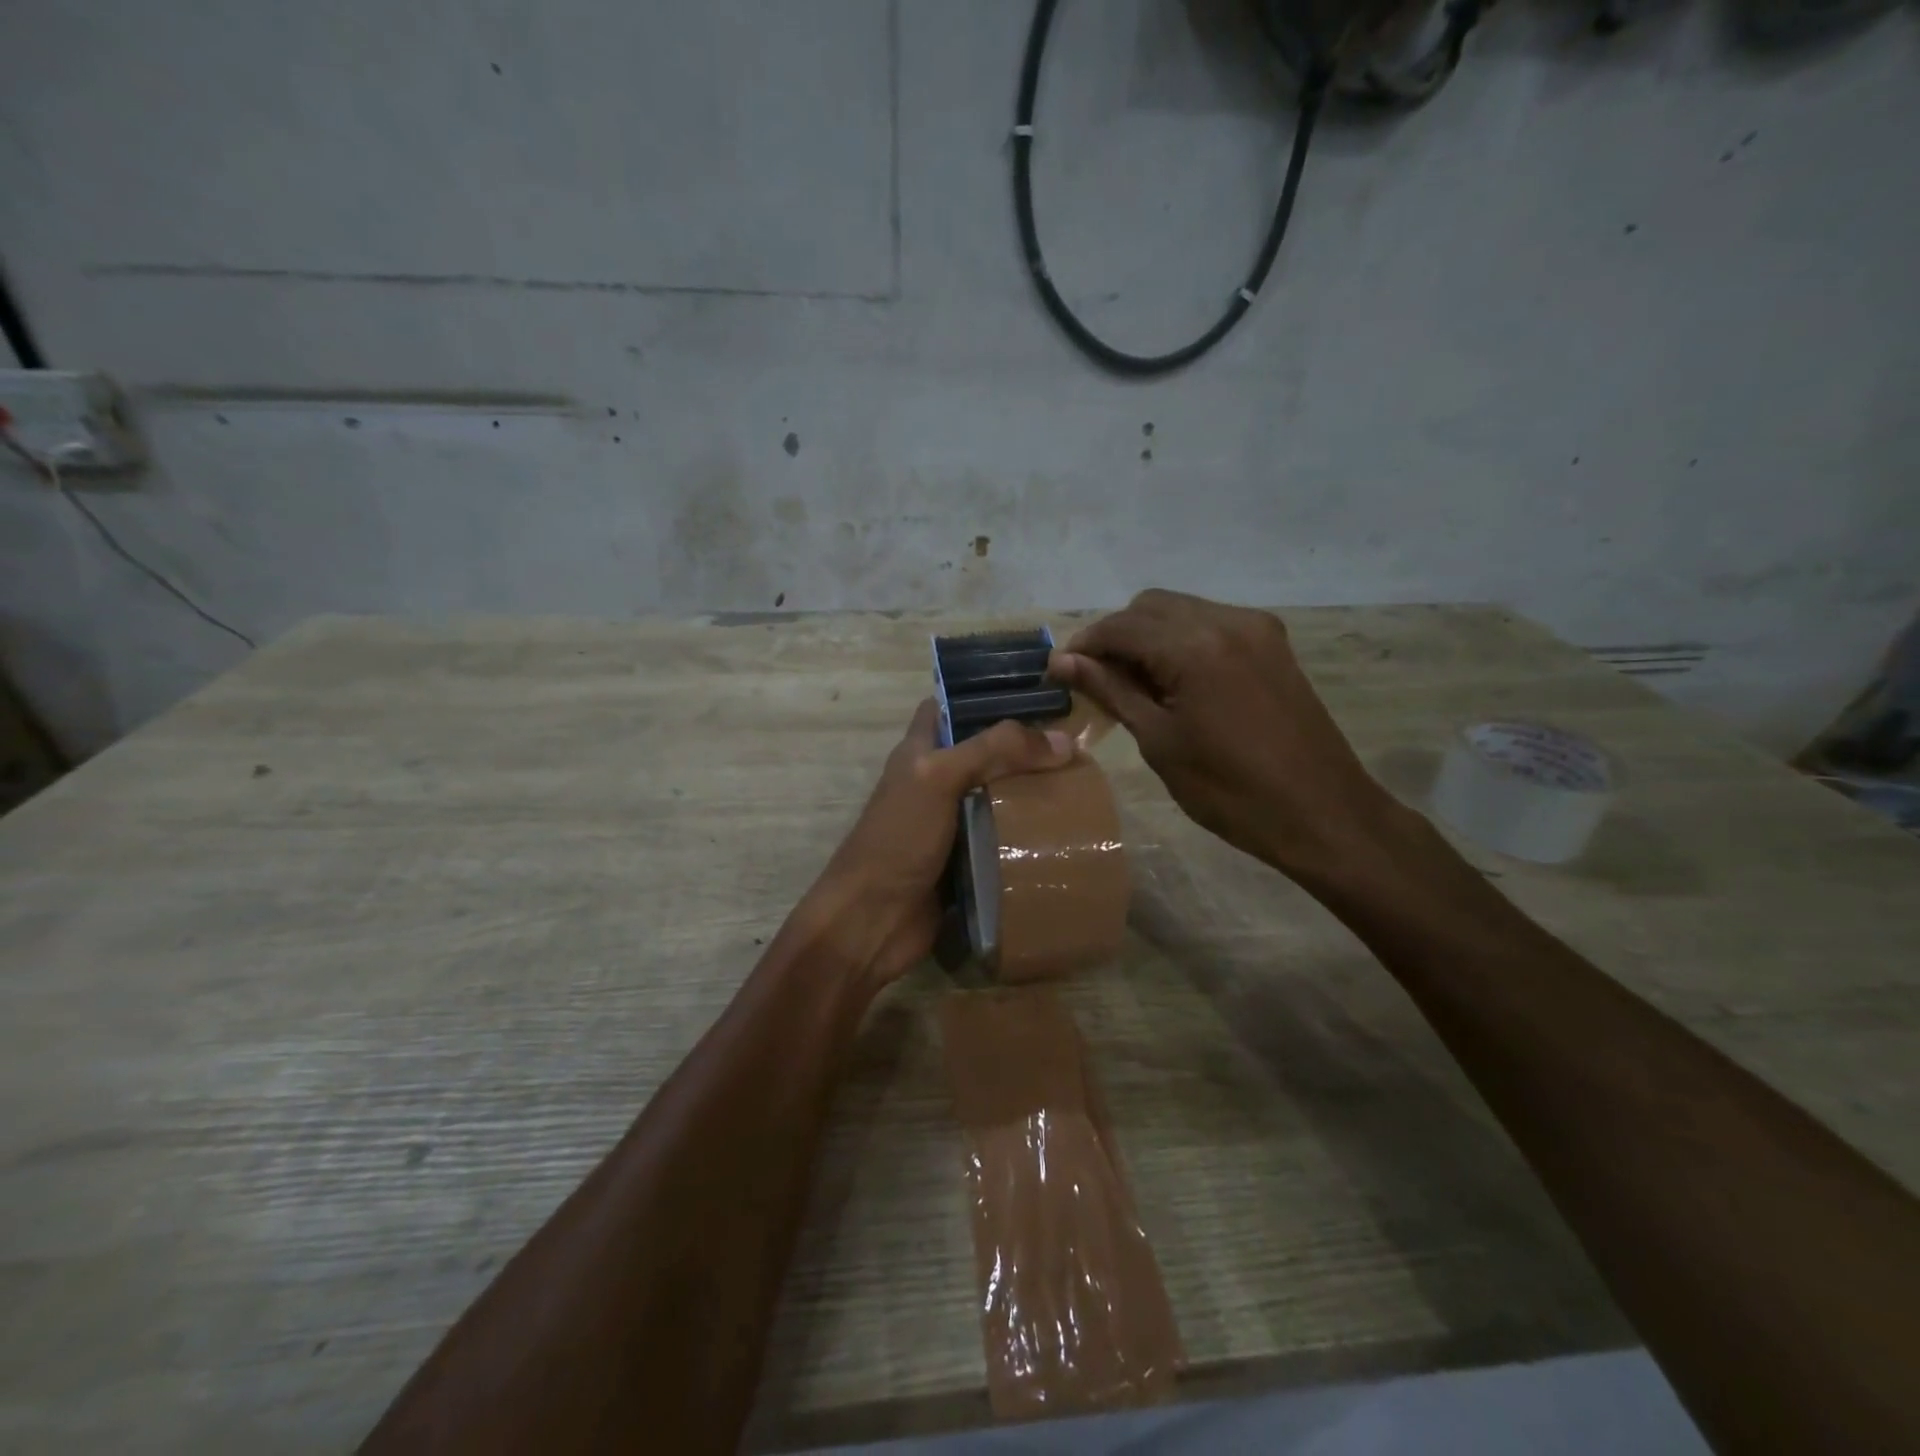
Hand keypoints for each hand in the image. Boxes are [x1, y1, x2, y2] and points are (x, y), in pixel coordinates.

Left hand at [804, 699, 1073, 987]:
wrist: (872, 922)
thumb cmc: (898, 839)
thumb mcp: (939, 779)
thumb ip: (994, 751)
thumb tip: (1064, 740)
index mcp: (920, 752)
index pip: (951, 707)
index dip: (986, 695)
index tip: (1038, 691)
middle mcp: (936, 782)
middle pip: (985, 753)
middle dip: (1025, 747)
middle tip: (1079, 743)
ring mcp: (952, 824)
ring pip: (999, 797)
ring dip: (1034, 792)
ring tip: (1085, 781)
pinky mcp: (968, 862)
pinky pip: (1004, 839)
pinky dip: (1031, 834)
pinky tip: (1068, 829)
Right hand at [1050, 590, 1395, 879]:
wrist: (1321, 813)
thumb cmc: (1229, 790)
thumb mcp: (1159, 741)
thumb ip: (1111, 690)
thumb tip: (1062, 662)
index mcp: (1194, 646)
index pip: (1121, 626)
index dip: (1084, 645)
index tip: (1059, 672)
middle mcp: (1226, 620)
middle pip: (1149, 606)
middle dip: (1116, 637)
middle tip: (1096, 682)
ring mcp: (1255, 627)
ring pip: (1180, 610)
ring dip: (1148, 637)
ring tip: (1132, 684)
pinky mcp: (1271, 642)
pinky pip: (1210, 623)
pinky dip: (1181, 641)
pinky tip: (1173, 680)